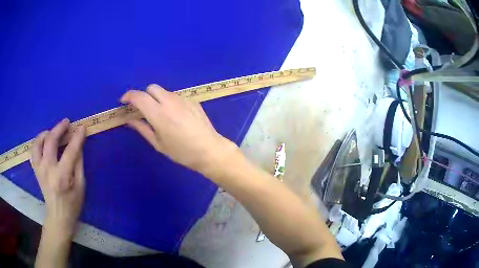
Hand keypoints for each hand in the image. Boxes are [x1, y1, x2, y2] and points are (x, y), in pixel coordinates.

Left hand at [30, 119, 85, 237]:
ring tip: (52, 132)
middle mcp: (47, 169)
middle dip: (59, 128)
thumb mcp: (80, 186)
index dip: (77, 138)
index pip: (70, 151)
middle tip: (67, 123)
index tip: (82, 128)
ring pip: (38, 143)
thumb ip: (78, 164)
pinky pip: (33, 150)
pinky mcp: (35, 169)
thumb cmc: (72, 204)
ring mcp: (39, 169)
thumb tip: (78, 145)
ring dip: (45, 133)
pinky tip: (43, 142)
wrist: (58, 216)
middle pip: (50, 141)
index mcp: (61, 176)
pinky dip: (38, 142)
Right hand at [121, 85, 237, 177]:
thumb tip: (129, 119)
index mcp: (159, 114)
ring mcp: (183, 99)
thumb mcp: (158, 143)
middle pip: (152, 87)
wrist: (209, 150)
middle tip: (143, 109)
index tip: (124, 101)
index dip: (129, 96)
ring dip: (157, 98)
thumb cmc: (181, 152)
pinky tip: (176, 116)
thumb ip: (142, 128)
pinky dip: (170, 102)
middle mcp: (170, 101)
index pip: (139, 97)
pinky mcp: (192, 100)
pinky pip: (176, 96)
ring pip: (164, 91)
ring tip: (161, 114)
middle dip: (144, 95)